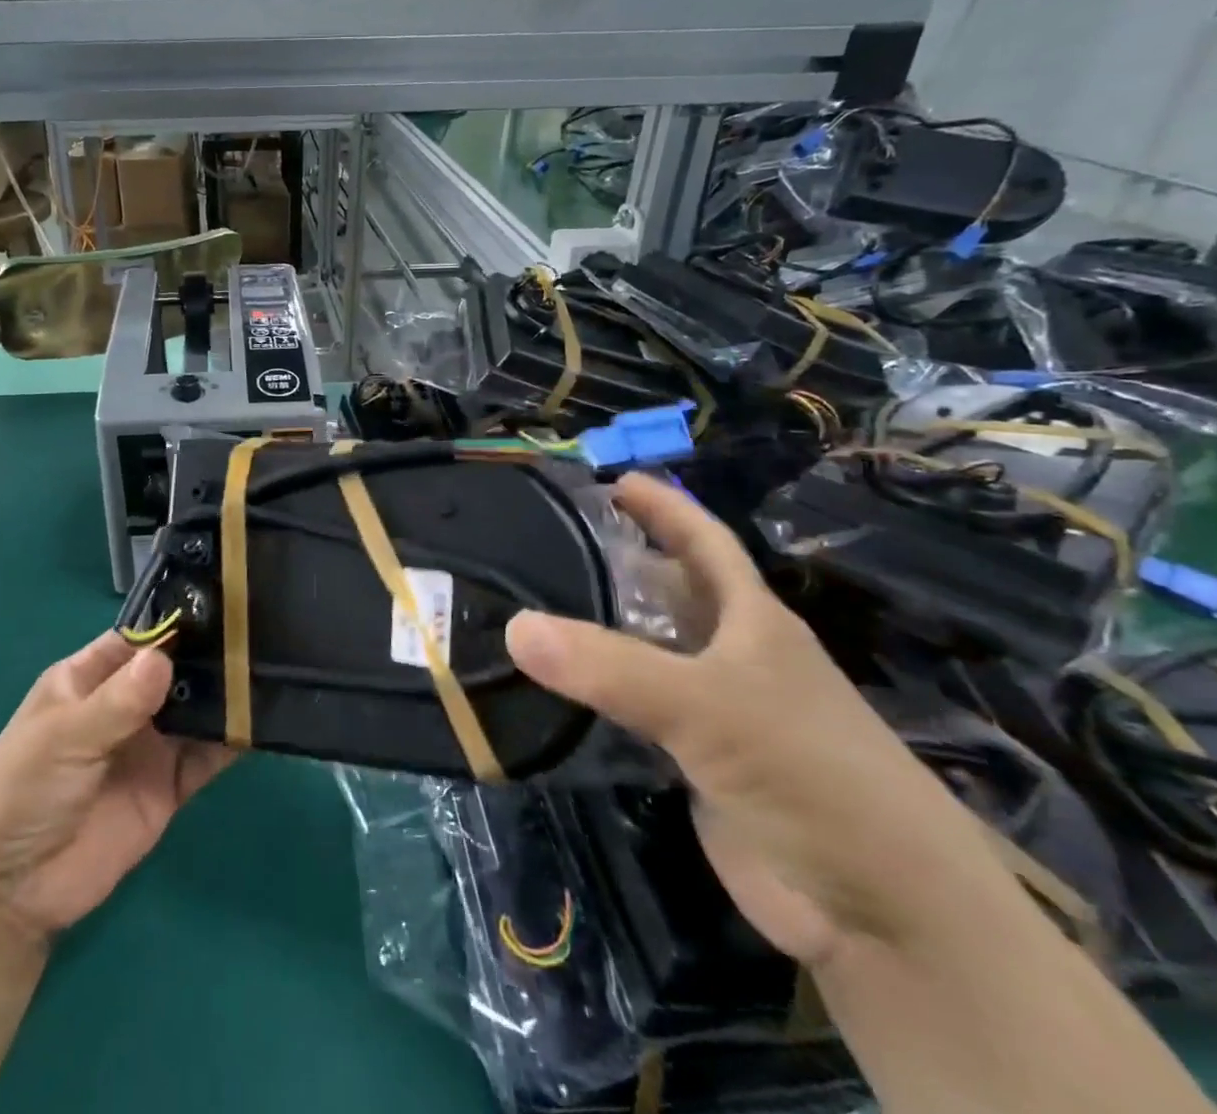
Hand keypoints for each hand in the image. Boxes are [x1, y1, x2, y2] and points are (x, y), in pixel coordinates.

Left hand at [0, 633, 236, 947]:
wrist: (8, 893)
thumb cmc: (21, 791)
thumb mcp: (63, 738)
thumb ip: (117, 702)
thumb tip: (165, 658)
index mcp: (90, 678)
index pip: (140, 639)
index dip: (176, 623)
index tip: (224, 605)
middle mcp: (125, 704)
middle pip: (176, 670)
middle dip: (211, 655)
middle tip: (260, 634)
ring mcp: (149, 746)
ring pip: (196, 710)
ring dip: (227, 695)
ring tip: (272, 670)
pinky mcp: (168, 787)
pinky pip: (207, 757)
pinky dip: (232, 741)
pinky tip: (262, 722)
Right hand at [507, 474, 1006, 967]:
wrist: (878, 912)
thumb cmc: (810, 774)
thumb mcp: (709, 706)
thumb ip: (609, 667)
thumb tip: (513, 627)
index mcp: (751, 621)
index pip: (703, 542)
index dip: (663, 506)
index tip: (609, 479)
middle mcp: (731, 656)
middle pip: (665, 592)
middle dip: (612, 564)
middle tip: (538, 543)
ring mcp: (712, 710)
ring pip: (641, 652)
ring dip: (593, 632)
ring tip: (523, 605)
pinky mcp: (692, 761)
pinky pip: (630, 710)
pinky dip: (592, 694)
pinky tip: (546, 684)